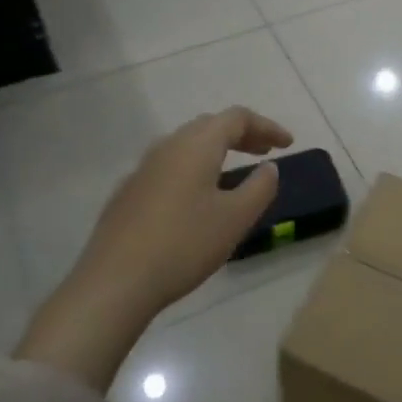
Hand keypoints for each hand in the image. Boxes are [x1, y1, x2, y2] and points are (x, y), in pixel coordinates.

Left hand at [16, 107, 293, 388]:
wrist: (114, 283)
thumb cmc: (183, 245)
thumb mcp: (235, 219)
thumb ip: (260, 187)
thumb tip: (269, 168)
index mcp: (196, 145)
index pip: (237, 118)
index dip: (266, 127)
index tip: (288, 144)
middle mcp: (167, 146)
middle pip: (210, 126)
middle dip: (242, 134)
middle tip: (265, 152)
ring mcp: (143, 169)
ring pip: (187, 145)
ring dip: (217, 150)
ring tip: (235, 170)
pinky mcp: (128, 193)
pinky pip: (170, 166)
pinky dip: (195, 168)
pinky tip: (198, 197)